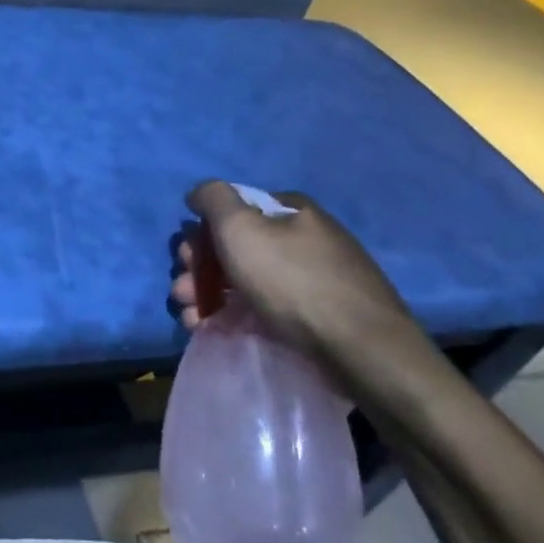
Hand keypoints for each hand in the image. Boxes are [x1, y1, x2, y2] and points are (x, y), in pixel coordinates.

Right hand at [171, 181, 417, 363]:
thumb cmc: (292, 281)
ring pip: (246, 281)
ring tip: (192, 320)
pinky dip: (234, 317)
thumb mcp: (241, 227)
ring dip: (209, 296)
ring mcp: (314, 279)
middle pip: (237, 248)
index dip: (202, 233)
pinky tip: (215, 332)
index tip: (185, 259)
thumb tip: (199, 193)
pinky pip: (265, 309)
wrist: (361, 349)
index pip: (234, 211)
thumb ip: (213, 199)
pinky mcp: (318, 317)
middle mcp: (305, 238)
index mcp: (292, 211)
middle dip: (200, 270)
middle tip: (183, 293)